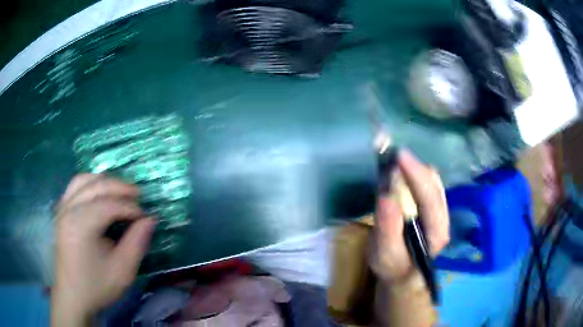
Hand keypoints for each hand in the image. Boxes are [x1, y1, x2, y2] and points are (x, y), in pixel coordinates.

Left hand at [52, 174, 154, 325]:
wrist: (72, 296)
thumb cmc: (96, 286)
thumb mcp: (122, 271)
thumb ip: (137, 243)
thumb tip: (149, 220)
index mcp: (81, 225)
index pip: (109, 204)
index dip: (131, 207)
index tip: (145, 217)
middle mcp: (69, 209)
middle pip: (97, 186)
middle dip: (120, 188)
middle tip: (138, 196)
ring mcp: (62, 208)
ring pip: (84, 180)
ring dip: (104, 181)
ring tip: (120, 191)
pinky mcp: (61, 211)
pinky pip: (75, 186)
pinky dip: (90, 183)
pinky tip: (100, 192)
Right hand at [369, 150, 449, 282]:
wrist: (403, 274)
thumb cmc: (393, 267)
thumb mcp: (384, 254)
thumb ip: (387, 228)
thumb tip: (386, 195)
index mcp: (436, 232)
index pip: (430, 198)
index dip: (415, 174)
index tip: (398, 155)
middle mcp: (443, 217)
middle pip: (434, 183)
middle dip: (413, 166)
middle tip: (389, 154)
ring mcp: (440, 209)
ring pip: (432, 180)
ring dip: (413, 167)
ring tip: (392, 160)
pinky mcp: (433, 205)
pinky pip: (426, 182)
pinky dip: (413, 172)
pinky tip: (400, 171)